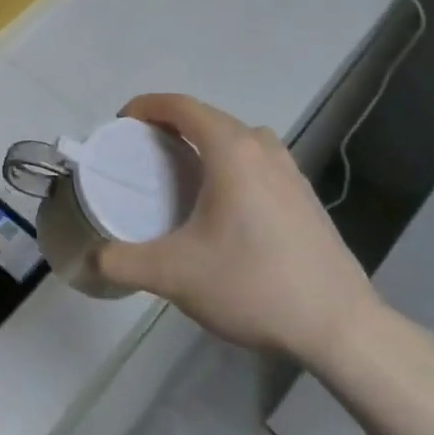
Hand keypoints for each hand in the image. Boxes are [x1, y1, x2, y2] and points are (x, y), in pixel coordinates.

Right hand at [96, 94, 380, 367]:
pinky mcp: (305, 198)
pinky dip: (230, 165)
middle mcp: (263, 149)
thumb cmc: (254, 285)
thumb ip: (122, 263)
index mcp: (232, 150)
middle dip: (169, 125)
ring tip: (181, 175)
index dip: (145, 106)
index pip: (180, 105)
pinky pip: (257, 162)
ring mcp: (291, 172)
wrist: (342, 329)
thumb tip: (91, 260)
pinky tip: (223, 207)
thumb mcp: (174, 275)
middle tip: (140, 153)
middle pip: (207, 117)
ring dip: (204, 144)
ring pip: (237, 139)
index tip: (120, 125)